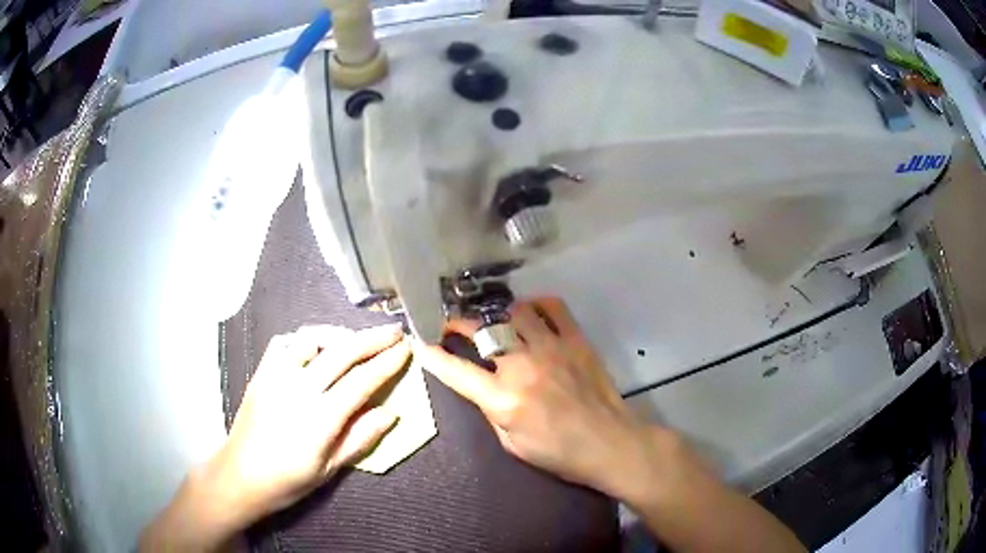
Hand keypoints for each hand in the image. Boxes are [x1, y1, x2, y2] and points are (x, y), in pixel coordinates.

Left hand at [141, 324, 410, 551]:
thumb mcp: (329, 469)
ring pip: (311, 339)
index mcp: (320, 418)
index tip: (405, 349)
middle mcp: (299, 389)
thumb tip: (391, 413)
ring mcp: (276, 376)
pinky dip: (304, 338)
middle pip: (341, 352)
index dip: (387, 363)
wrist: (240, 475)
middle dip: (372, 338)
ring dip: (338, 334)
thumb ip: (360, 438)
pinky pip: (283, 342)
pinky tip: (314, 346)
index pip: (362, 381)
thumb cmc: (288, 480)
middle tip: (394, 331)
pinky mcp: (261, 372)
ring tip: (355, 339)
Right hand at [416, 298, 671, 498]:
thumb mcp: (511, 444)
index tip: (419, 341)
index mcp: (503, 399)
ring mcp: (551, 348)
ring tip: (493, 319)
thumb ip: (492, 411)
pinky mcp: (576, 340)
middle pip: (482, 331)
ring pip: (514, 313)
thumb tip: (483, 386)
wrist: (608, 442)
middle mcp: (523, 367)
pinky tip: (530, 312)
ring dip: (497, 314)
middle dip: (459, 324)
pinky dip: (537, 304)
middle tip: (452, 324)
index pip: (456, 371)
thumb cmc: (558, 452)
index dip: (432, 355)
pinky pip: (553, 307)